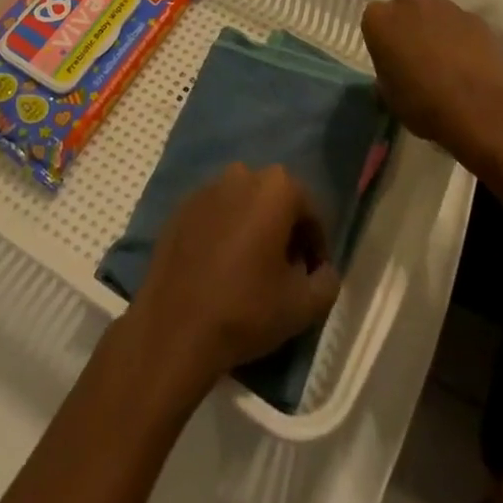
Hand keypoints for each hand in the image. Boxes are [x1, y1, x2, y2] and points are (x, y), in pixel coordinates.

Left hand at [127, 164, 341, 390]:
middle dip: (285, 232)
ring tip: (252, 270)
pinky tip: (221, 268)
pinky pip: (215, 215)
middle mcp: (242, 174)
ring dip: (253, 229)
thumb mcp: (303, 305)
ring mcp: (207, 188)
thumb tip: (325, 271)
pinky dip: (224, 233)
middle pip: (275, 202)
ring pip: (243, 205)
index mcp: (276, 187)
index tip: (313, 275)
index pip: (310, 212)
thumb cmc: (246, 309)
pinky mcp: (181, 208)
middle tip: (285, 272)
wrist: (174, 327)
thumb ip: (328, 282)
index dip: (317, 245)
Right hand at [361, 0, 502, 162]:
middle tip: (416, 55)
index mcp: (380, 20)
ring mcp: (445, 7)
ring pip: (435, 13)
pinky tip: (469, 64)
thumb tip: (394, 72)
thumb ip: (386, 74)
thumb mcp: (390, 97)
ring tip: (447, 62)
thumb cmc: (424, 105)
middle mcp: (410, 3)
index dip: (383, 39)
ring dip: (436, 29)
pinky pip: (461, 24)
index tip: (391, 59)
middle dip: (409, 25)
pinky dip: (462, 38)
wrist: (480, 109)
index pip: (374, 19)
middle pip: (405, 7)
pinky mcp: (475, 18)